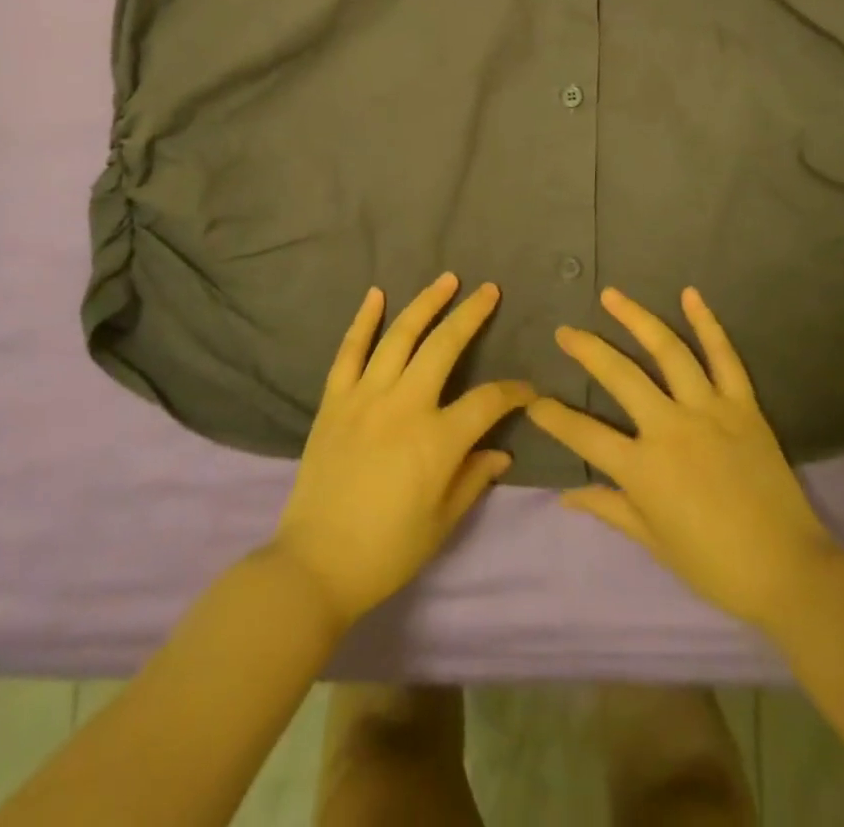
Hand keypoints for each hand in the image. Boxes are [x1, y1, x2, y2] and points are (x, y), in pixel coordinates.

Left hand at [270, 273, 534, 627]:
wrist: (315, 564)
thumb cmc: (387, 551)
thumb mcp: (443, 522)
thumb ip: (474, 478)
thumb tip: (502, 451)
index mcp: (438, 439)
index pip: (488, 401)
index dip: (514, 392)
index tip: (528, 391)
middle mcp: (404, 405)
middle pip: (445, 346)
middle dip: (472, 315)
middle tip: (490, 290)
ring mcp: (365, 397)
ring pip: (400, 336)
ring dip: (425, 303)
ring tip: (447, 279)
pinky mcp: (334, 400)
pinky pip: (349, 351)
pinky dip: (363, 320)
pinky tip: (376, 294)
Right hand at [526, 286, 843, 633]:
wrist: (790, 572)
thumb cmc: (716, 566)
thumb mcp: (654, 542)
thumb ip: (609, 509)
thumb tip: (565, 497)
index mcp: (643, 469)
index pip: (584, 435)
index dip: (552, 417)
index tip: (531, 401)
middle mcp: (670, 428)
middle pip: (620, 377)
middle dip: (587, 350)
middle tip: (565, 331)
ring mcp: (709, 411)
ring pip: (668, 352)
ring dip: (636, 319)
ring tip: (611, 296)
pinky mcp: (743, 406)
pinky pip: (724, 357)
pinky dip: (708, 323)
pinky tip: (690, 294)